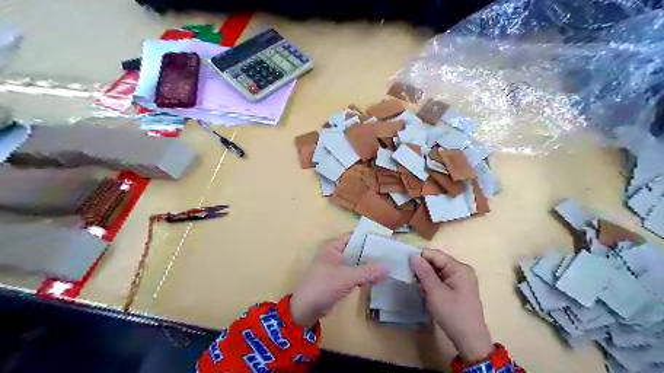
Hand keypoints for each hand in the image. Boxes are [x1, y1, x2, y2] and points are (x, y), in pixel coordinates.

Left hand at [291, 234, 389, 327]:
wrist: (306, 309)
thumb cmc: (323, 286)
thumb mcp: (347, 276)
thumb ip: (368, 271)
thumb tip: (389, 266)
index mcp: (333, 247)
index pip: (354, 237)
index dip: (369, 237)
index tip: (386, 239)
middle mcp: (336, 254)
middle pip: (357, 250)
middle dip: (373, 253)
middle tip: (392, 253)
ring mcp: (338, 268)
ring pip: (358, 263)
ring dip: (370, 266)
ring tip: (390, 265)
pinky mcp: (340, 280)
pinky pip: (356, 274)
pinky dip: (366, 276)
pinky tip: (379, 279)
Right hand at [407, 248, 495, 361]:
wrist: (470, 341)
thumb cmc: (453, 315)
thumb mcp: (435, 293)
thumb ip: (424, 272)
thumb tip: (413, 256)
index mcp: (459, 268)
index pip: (435, 254)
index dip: (419, 257)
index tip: (404, 263)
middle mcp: (461, 270)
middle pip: (437, 261)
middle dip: (422, 267)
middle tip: (408, 275)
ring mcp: (460, 280)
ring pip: (438, 271)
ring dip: (426, 276)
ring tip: (415, 283)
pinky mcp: (458, 289)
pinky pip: (441, 279)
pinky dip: (431, 283)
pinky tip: (424, 290)